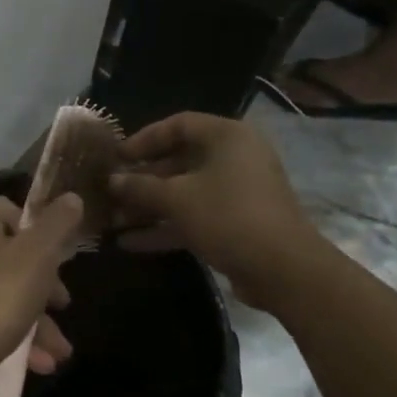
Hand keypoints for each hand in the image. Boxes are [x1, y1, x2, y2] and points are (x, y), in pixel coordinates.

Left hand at [0, 194, 81, 389]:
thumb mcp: (38, 255)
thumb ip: (58, 225)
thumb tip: (72, 197)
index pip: (8, 208)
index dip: (37, 226)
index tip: (58, 251)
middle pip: (12, 255)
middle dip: (45, 283)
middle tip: (63, 302)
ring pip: (8, 293)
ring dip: (39, 321)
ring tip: (62, 350)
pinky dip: (19, 337)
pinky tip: (42, 363)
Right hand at [108, 113, 323, 302]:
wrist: (285, 271)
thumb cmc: (228, 217)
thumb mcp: (177, 198)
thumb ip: (140, 186)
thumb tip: (111, 180)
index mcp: (227, 137)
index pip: (178, 125)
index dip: (144, 139)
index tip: (117, 156)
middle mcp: (235, 158)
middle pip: (180, 161)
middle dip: (143, 179)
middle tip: (112, 190)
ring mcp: (238, 193)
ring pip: (186, 192)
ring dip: (150, 206)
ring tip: (114, 219)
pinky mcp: (238, 224)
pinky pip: (196, 216)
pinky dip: (167, 226)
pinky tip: (130, 243)